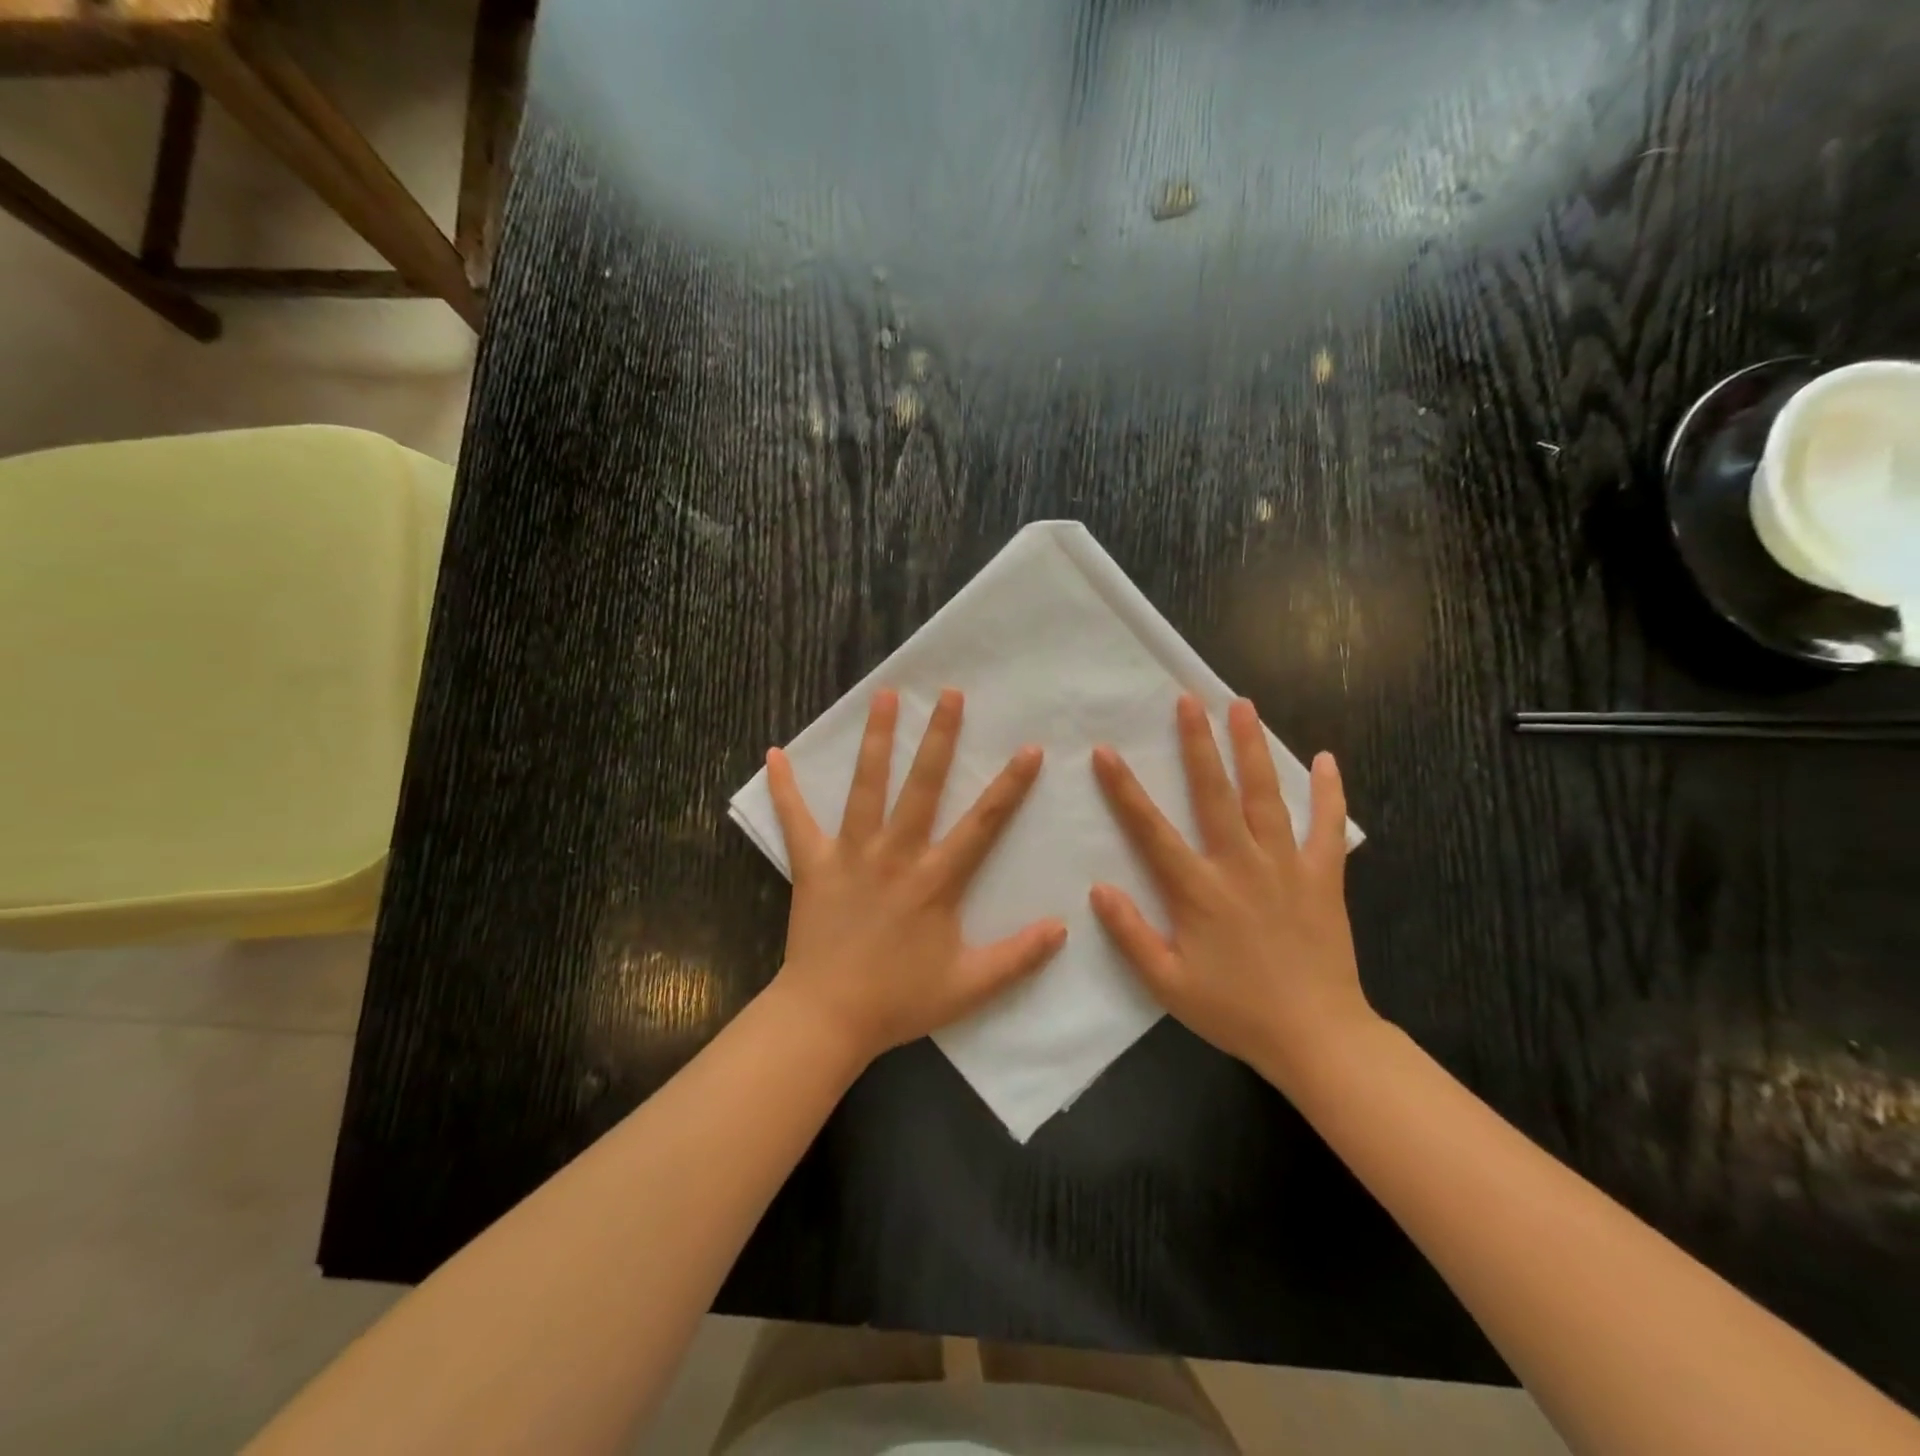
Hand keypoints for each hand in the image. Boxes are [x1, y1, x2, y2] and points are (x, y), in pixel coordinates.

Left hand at [766, 687, 1067, 1064]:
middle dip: (939, 737)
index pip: (982, 823)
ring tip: (884, 697)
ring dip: (876, 740)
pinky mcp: (812, 864)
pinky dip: (785, 788)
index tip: (1029, 748)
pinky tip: (774, 754)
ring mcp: (850, 854)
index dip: (1009, 785)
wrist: (828, 1018)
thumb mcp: (969, 985)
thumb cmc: (899, 1000)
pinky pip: (795, 821)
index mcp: (935, 879)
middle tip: (949, 694)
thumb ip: (1018, 957)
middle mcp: (895, 854)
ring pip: (866, 787)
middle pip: (922, 785)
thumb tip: (1063, 928)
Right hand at [1088, 695, 1377, 1084]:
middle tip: (1189, 700)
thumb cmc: (1235, 1010)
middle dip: (1198, 743)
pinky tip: (1326, 760)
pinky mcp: (1322, 877)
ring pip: (1267, 797)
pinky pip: (1328, 828)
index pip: (1152, 830)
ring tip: (1243, 707)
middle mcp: (1240, 865)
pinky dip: (1329, 793)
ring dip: (1252, 749)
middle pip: (1214, 793)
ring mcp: (1286, 867)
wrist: (1317, 1037)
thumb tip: (1099, 888)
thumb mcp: (1168, 983)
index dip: (1124, 789)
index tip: (1106, 752)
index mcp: (1198, 890)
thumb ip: (1130, 934)